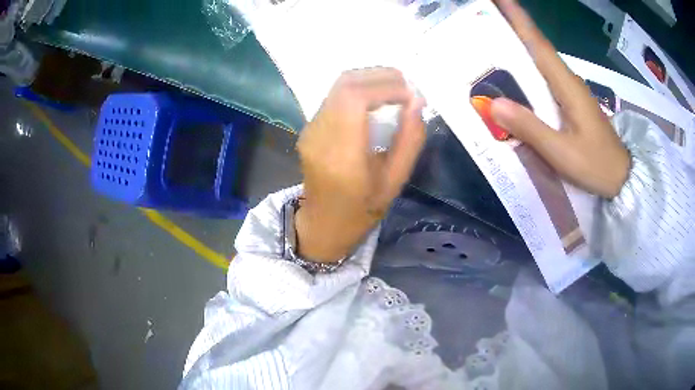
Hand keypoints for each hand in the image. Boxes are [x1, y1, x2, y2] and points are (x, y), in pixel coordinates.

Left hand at [295, 68, 425, 261]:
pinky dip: (358, 89)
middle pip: (345, 84)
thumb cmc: (362, 210)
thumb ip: (409, 140)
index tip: (411, 94)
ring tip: (395, 89)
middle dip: (379, 75)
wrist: (323, 223)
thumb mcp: (395, 181)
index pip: (355, 99)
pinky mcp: (308, 128)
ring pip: (338, 86)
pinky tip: (375, 100)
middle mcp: (320, 136)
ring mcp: (310, 130)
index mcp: (342, 155)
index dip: (386, 86)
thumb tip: (417, 101)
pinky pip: (334, 97)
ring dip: (369, 79)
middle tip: (406, 84)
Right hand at [492, 0, 629, 197]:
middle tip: (484, 18)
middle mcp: (567, 81)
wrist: (622, 178)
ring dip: (517, 48)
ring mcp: (570, 92)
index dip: (518, 18)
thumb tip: (493, 104)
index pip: (538, 43)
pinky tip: (514, 77)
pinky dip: (527, 71)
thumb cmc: (597, 165)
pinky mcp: (570, 103)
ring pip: (539, 62)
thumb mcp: (563, 152)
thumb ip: (531, 128)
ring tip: (491, 41)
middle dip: (512, 28)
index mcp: (566, 85)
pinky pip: (544, 80)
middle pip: (536, 47)